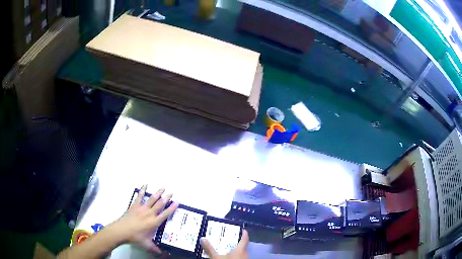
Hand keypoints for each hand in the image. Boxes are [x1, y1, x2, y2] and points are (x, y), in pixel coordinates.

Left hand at [106, 185, 177, 253]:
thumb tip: (164, 254)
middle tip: (172, 192)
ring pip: (151, 199)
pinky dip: (142, 190)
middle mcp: (149, 214)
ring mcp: (141, 208)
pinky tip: (145, 185)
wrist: (121, 231)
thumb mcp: (147, 245)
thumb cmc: (135, 237)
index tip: (177, 203)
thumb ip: (155, 249)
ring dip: (157, 193)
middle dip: (166, 198)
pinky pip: (139, 196)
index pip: (165, 214)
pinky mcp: (134, 206)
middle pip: (160, 204)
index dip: (171, 208)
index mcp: (154, 222)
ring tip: (162, 188)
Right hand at [201, 229, 248, 258]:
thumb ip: (209, 249)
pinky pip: (241, 257)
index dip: (244, 233)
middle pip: (244, 246)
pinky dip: (236, 256)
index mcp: (241, 249)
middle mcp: (246, 253)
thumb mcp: (216, 257)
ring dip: (237, 250)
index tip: (241, 229)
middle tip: (229, 239)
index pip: (245, 238)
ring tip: (228, 248)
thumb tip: (203, 238)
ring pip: (242, 252)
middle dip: (237, 242)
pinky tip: (229, 257)